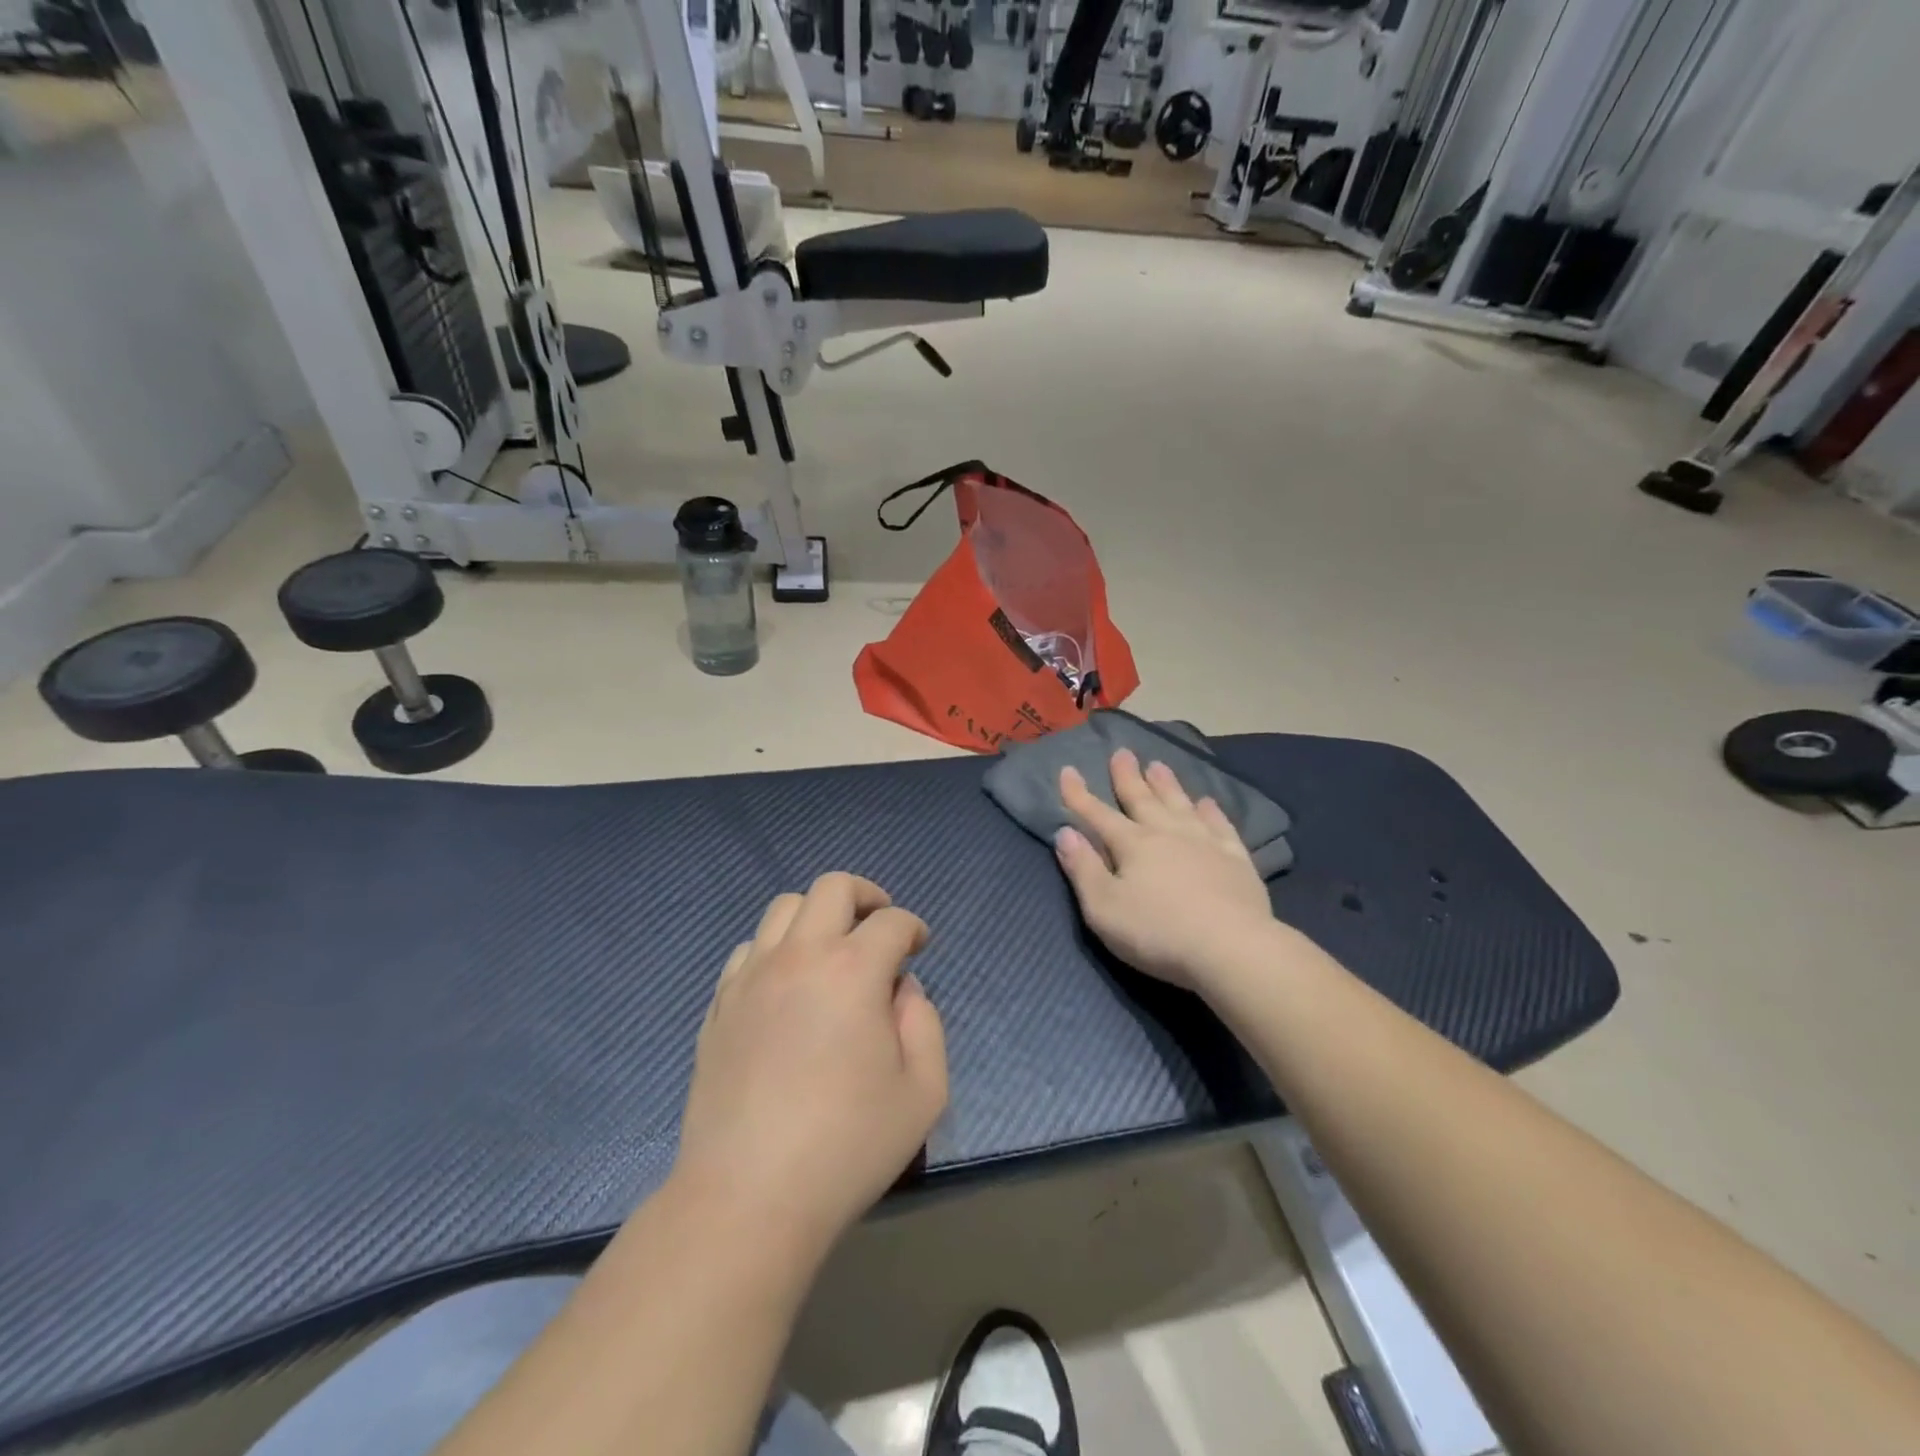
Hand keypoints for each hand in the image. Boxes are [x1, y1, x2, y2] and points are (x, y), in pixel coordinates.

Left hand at [673, 873, 947, 1264]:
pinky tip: (787, 987)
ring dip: (818, 916)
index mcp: (852, 971)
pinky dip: (776, 950)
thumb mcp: (923, 1092)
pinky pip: (748, 949)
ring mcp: (751, 977)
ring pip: (784, 908)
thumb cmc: (847, 1147)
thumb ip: (925, 1024)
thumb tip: (901, 990)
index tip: (919, 947)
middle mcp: (799, 956)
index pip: (891, 921)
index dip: (913, 927)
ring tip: (832, 951)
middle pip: (832, 887)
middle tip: (879, 927)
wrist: (747, 1198)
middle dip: (866, 896)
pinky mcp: (719, 1004)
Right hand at [1055, 749, 1276, 991]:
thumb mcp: (1103, 908)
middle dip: (1128, 776)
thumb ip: (1083, 869)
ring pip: (1180, 804)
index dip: (1078, 794)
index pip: (1097, 814)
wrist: (1231, 948)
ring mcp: (1204, 843)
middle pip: (1142, 799)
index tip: (1068, 770)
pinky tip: (1207, 802)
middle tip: (1122, 752)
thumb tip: (1065, 834)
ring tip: (1158, 765)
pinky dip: (1211, 811)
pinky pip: (1220, 825)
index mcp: (1132, 845)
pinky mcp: (1236, 859)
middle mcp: (1166, 833)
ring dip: (1167, 784)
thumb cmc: (1158, 932)